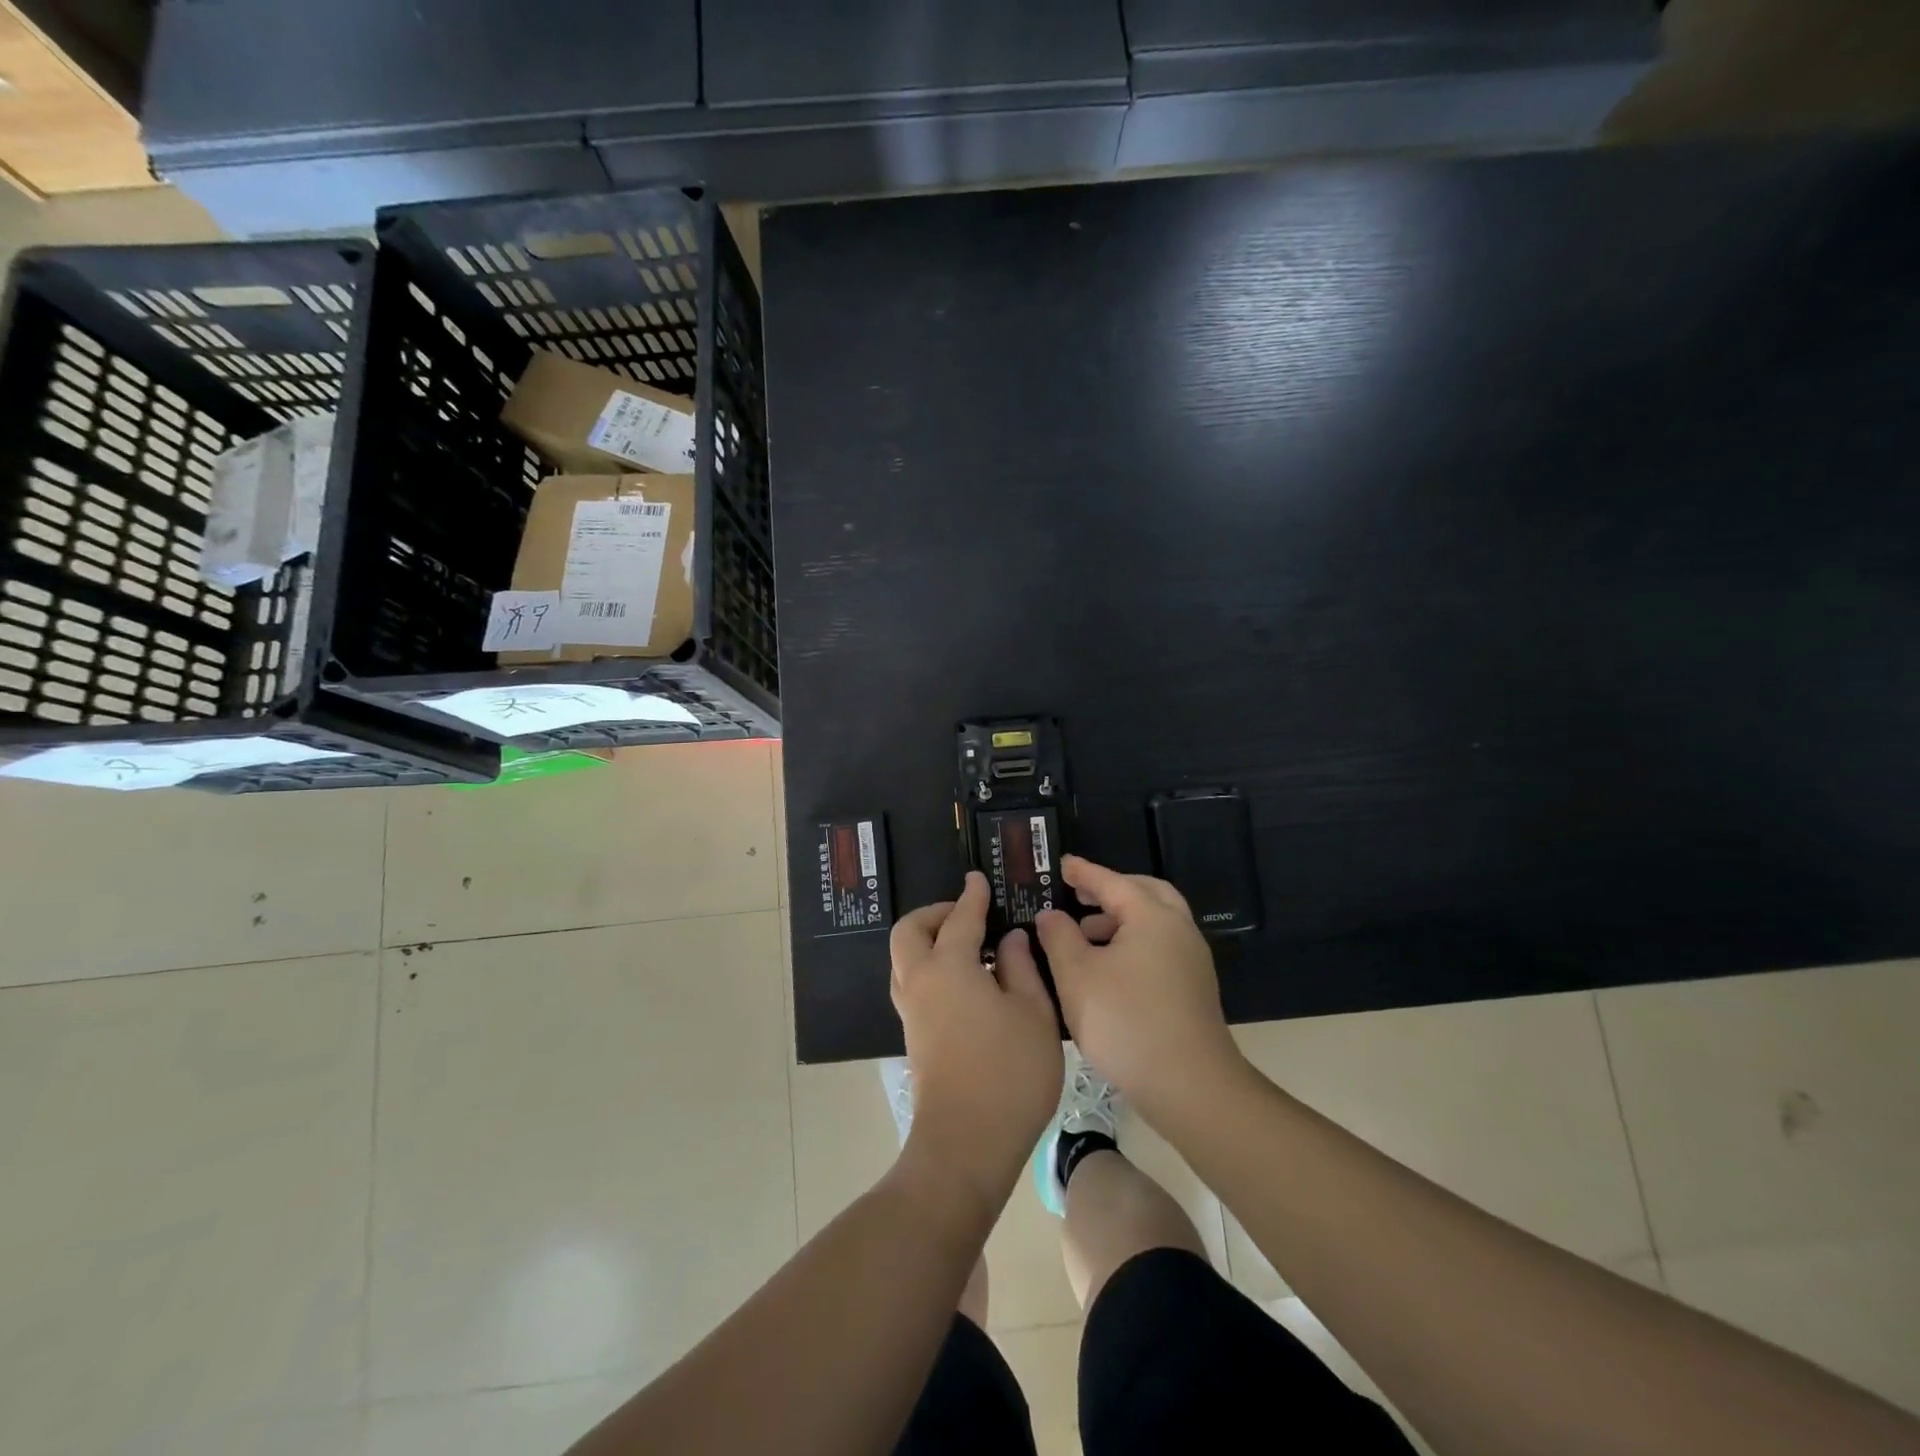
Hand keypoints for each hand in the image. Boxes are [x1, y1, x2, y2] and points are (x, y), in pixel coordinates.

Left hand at [889, 872, 1064, 1208]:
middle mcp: (920, 982)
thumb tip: (1008, 939)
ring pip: (904, 959)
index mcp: (949, 967)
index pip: (960, 918)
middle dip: (933, 914)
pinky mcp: (913, 1037)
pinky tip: (964, 982)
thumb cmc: (1009, 1073)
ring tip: (967, 947)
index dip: (972, 896)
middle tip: (965, 915)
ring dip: (927, 941)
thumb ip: (1021, 968)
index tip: (978, 879)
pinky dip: (929, 967)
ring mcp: (912, 1011)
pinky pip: (911, 983)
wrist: (966, 1144)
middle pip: (909, 931)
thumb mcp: (1033, 1014)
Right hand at [1035, 855, 1246, 1124]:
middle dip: (1111, 890)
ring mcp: (1191, 960)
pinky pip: (1159, 945)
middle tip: (1080, 895)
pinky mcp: (1193, 988)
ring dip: (1121, 918)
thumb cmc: (1125, 1021)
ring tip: (1084, 933)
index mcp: (1152, 916)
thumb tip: (1051, 915)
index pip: (1112, 881)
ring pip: (1155, 922)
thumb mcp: (1076, 975)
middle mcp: (1178, 929)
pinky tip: (1106, 968)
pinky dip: (1133, 941)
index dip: (1083, 872)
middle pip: (1145, 892)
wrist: (1189, 1086)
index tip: (1061, 864)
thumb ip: (1058, 937)